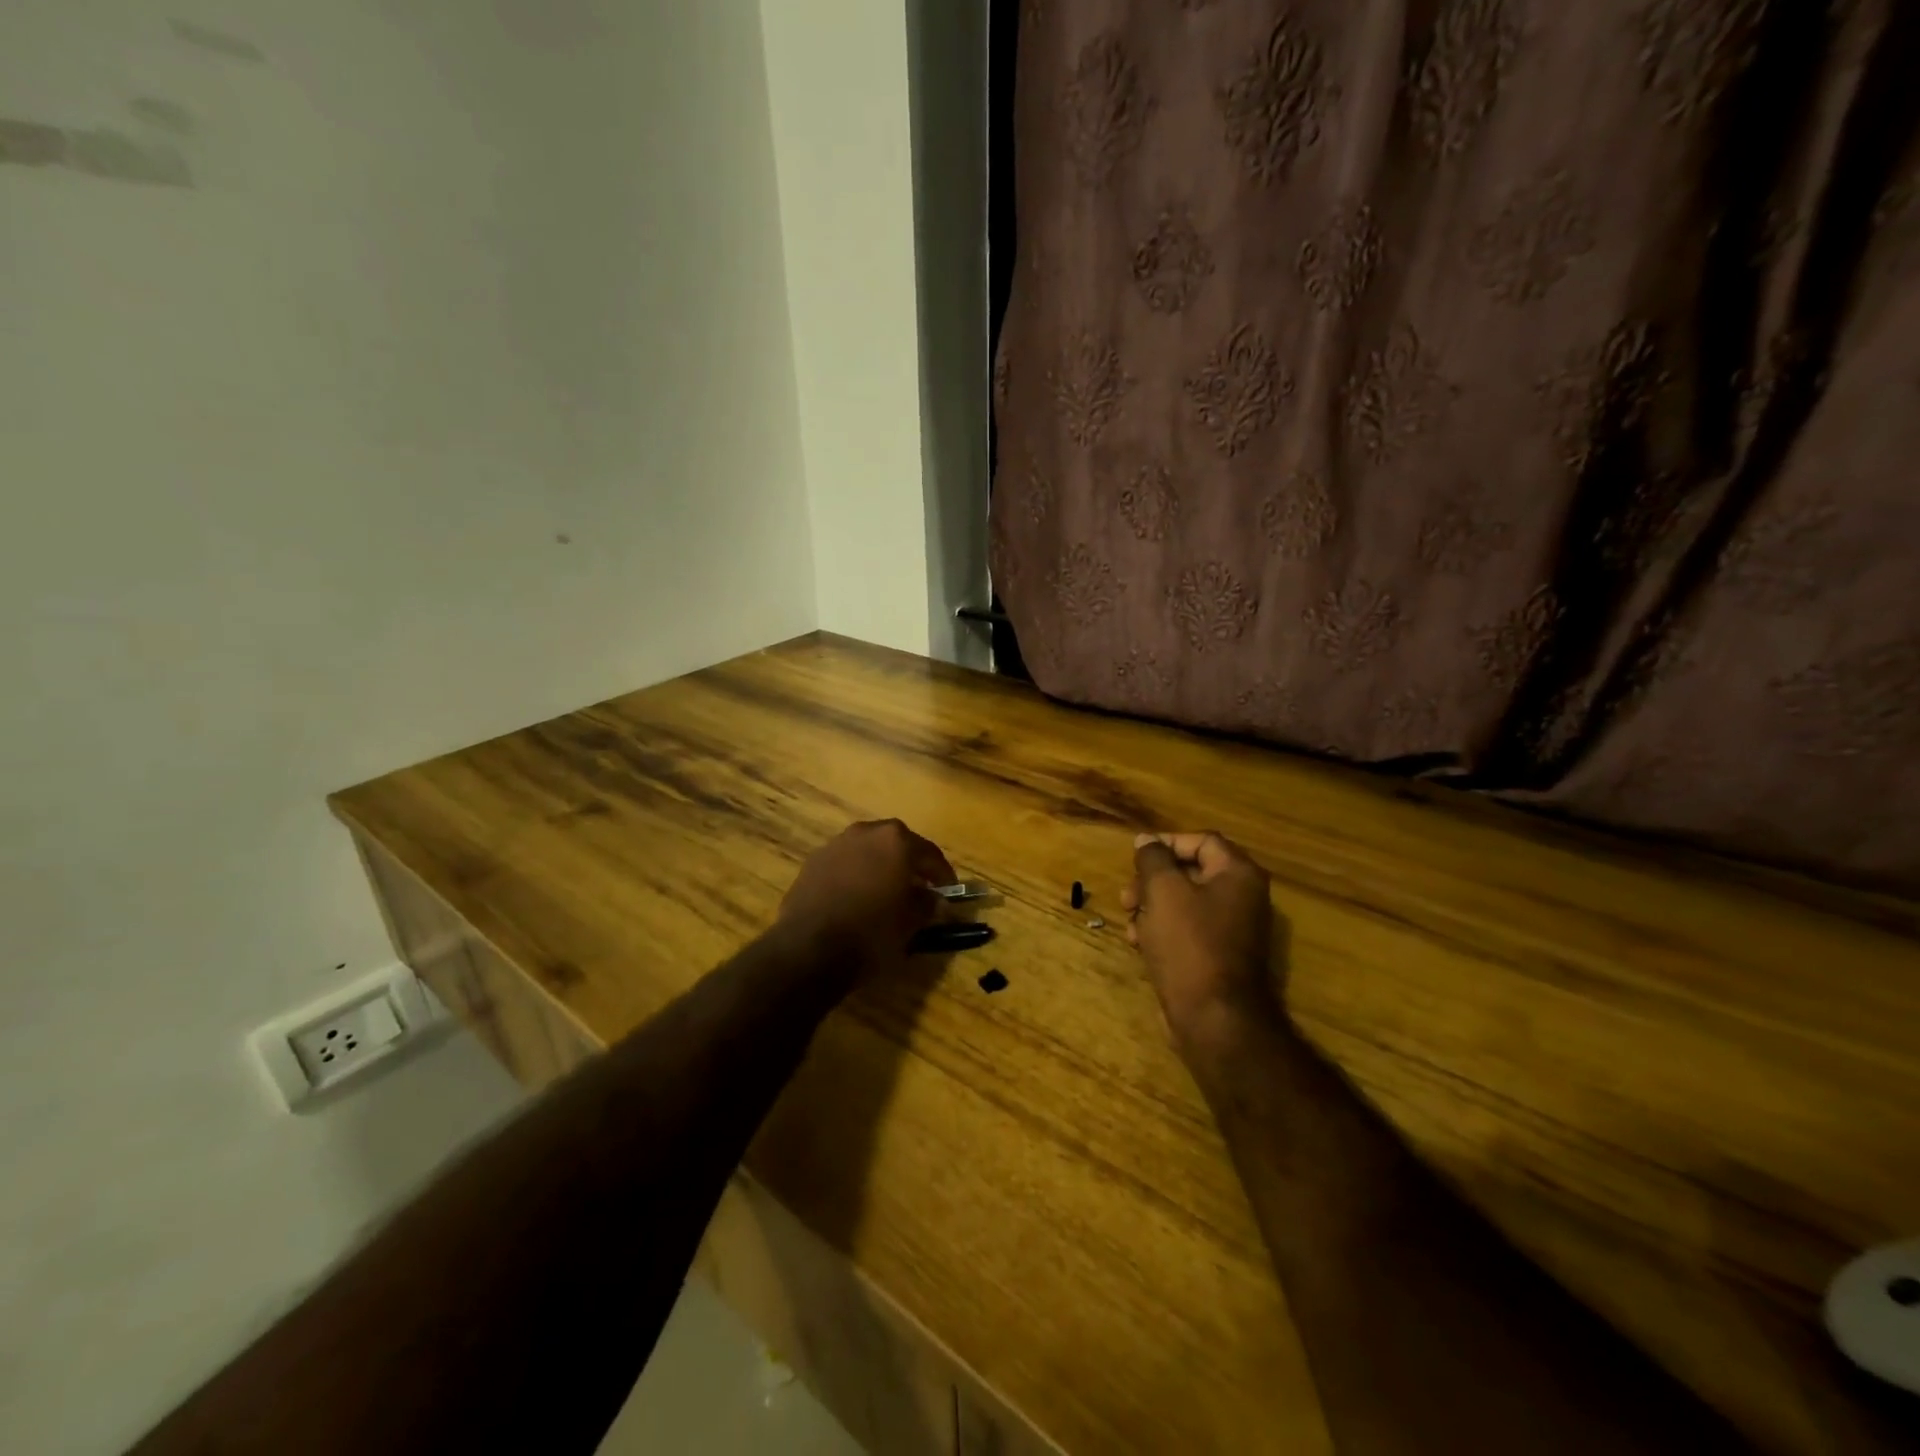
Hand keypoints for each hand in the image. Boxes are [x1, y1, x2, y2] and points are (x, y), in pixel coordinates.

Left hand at [778, 819, 955, 977]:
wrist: (809, 949)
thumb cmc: (871, 933)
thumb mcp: (910, 923)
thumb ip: (927, 905)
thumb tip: (934, 899)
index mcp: (896, 841)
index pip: (930, 854)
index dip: (943, 875)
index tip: (950, 892)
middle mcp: (866, 832)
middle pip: (897, 845)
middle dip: (910, 865)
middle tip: (920, 889)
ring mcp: (836, 844)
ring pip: (869, 852)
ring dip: (881, 867)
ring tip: (887, 894)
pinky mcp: (813, 862)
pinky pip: (845, 864)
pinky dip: (856, 876)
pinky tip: (858, 899)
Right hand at [1121, 831, 1283, 1057]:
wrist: (1213, 1018)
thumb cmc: (1189, 944)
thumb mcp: (1163, 891)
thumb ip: (1153, 859)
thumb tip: (1147, 840)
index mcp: (1238, 875)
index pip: (1202, 841)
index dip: (1166, 843)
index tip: (1136, 858)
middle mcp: (1241, 897)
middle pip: (1189, 871)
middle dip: (1152, 881)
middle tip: (1127, 897)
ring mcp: (1231, 929)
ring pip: (1183, 903)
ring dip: (1151, 907)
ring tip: (1130, 923)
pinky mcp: (1217, 956)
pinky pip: (1186, 930)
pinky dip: (1161, 930)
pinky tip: (1139, 944)